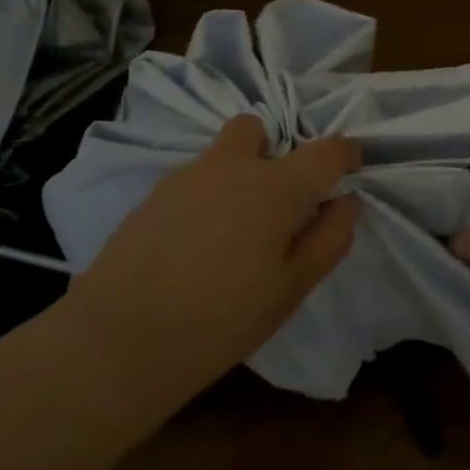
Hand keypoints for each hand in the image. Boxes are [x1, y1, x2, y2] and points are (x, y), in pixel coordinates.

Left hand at [66, 115, 360, 394]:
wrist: (118, 341)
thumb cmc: (221, 319)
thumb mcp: (292, 289)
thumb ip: (329, 238)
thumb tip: (346, 201)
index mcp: (275, 186)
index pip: (327, 150)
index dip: (347, 155)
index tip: (350, 172)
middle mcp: (231, 166)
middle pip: (258, 128)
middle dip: (274, 150)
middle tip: (278, 201)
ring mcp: (186, 176)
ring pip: (222, 153)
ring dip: (238, 172)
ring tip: (234, 229)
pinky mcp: (153, 195)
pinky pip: (194, 178)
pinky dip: (207, 194)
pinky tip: (197, 242)